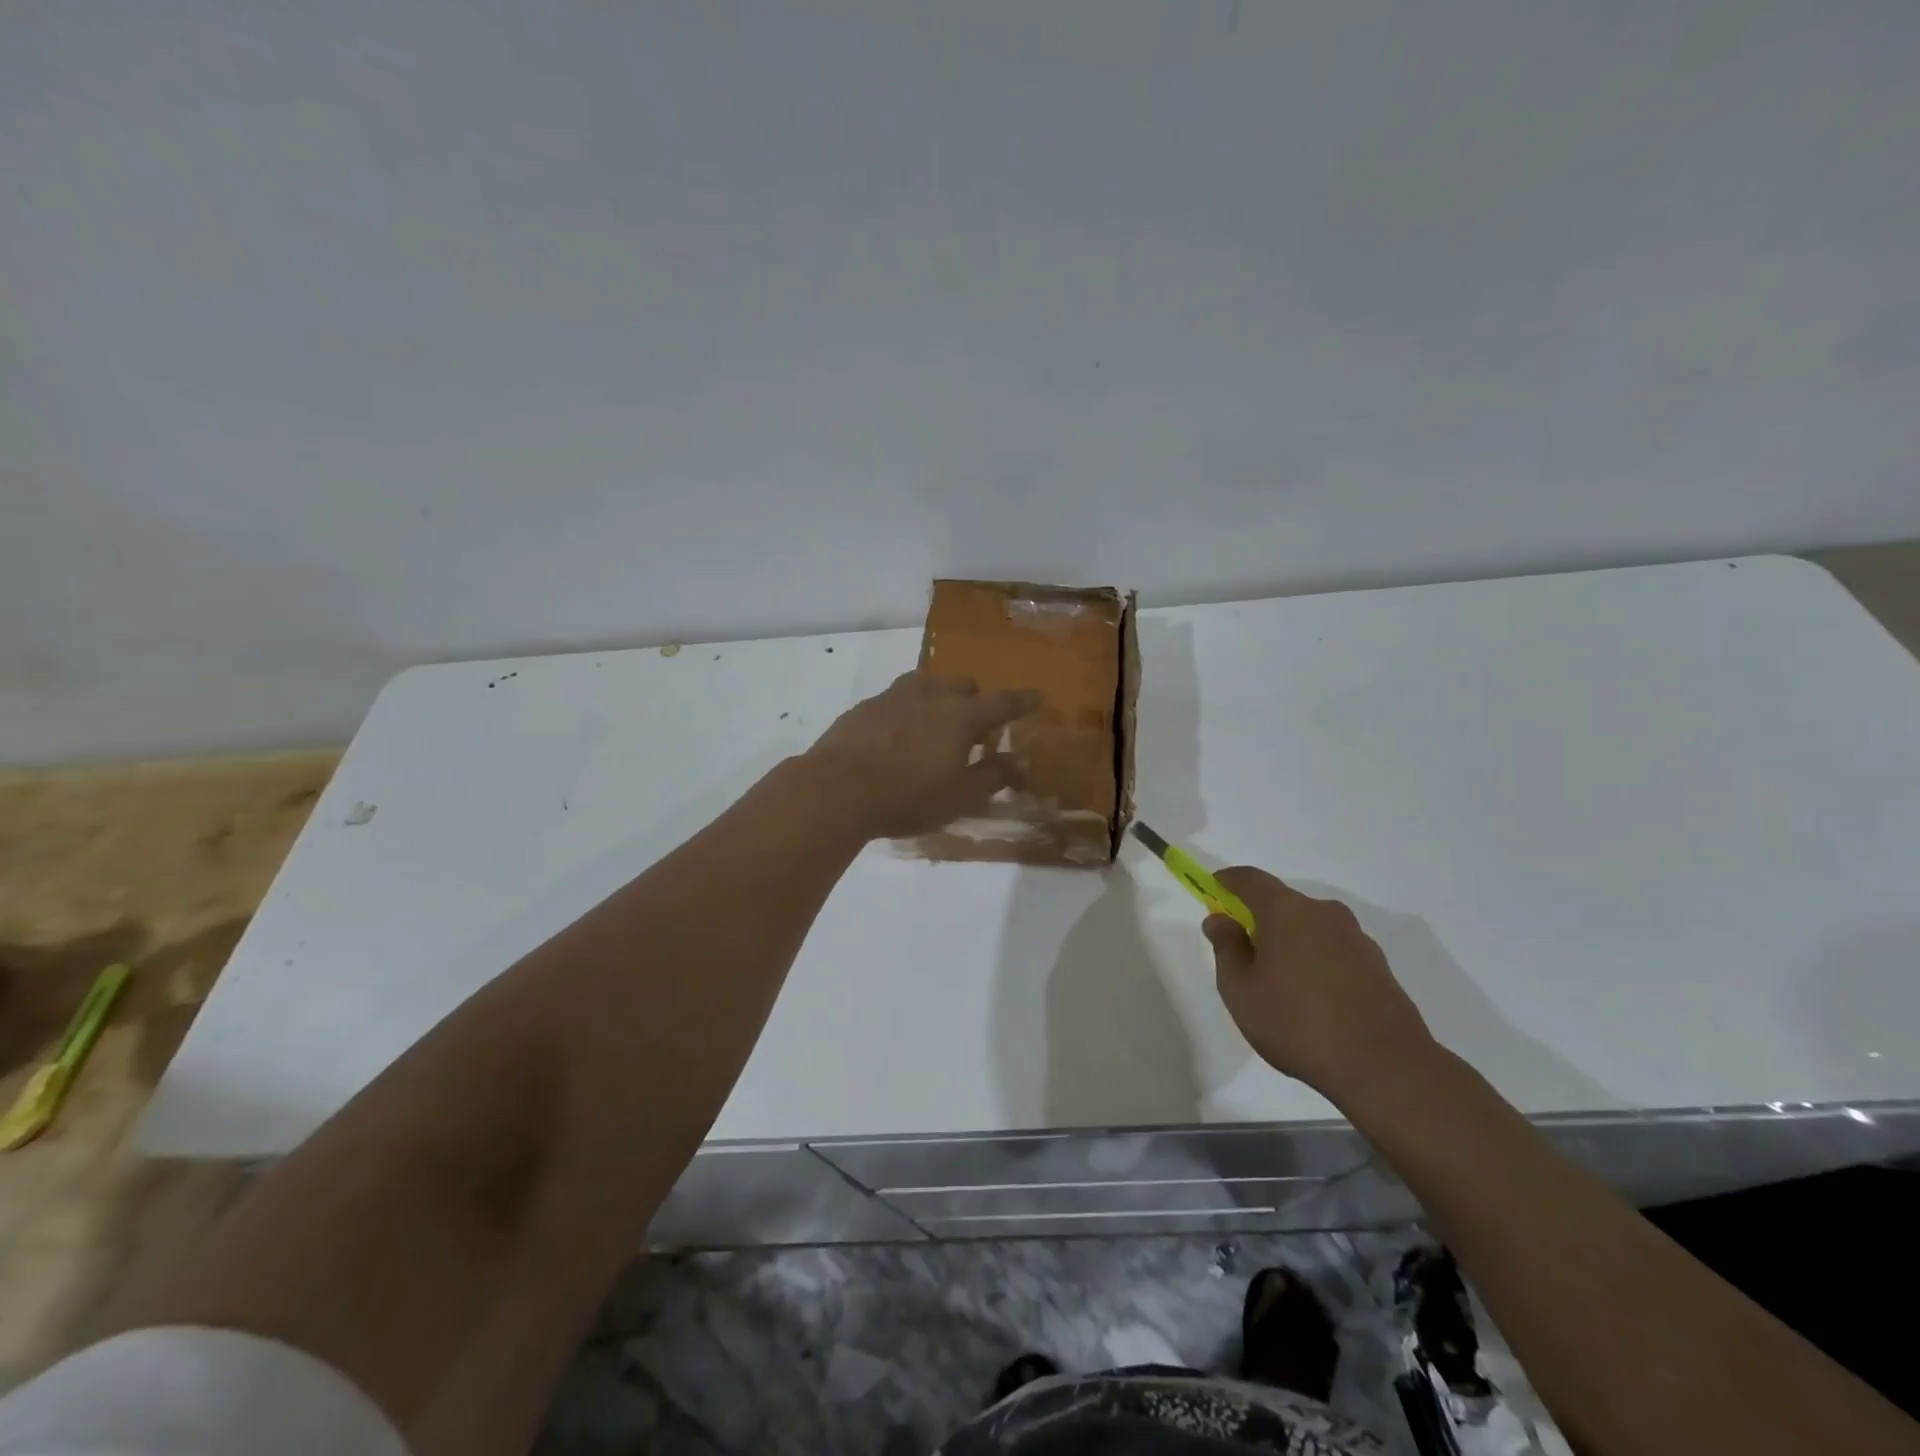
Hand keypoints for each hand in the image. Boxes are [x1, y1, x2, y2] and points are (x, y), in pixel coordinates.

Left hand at [803, 671, 1040, 839]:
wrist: (836, 790)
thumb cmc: (908, 796)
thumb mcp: (959, 797)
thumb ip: (992, 777)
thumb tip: (1019, 763)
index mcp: (961, 715)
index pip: (1001, 702)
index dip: (1022, 701)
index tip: (1037, 697)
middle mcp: (930, 695)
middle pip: (963, 686)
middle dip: (975, 702)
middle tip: (975, 732)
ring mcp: (894, 696)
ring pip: (927, 685)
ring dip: (940, 700)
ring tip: (937, 728)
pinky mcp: (865, 707)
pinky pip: (898, 699)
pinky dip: (909, 711)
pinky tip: (900, 736)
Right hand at [1204, 867, 1436, 1099]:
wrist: (1384, 1067)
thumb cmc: (1296, 1023)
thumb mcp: (1240, 989)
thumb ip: (1226, 947)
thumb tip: (1220, 919)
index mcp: (1286, 911)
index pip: (1250, 879)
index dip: (1228, 881)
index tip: (1214, 890)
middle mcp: (1324, 913)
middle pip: (1282, 903)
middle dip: (1259, 919)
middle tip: (1244, 953)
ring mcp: (1356, 938)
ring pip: (1310, 928)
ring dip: (1291, 943)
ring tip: (1280, 985)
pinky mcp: (1378, 966)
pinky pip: (1334, 951)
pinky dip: (1317, 962)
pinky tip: (1313, 1000)